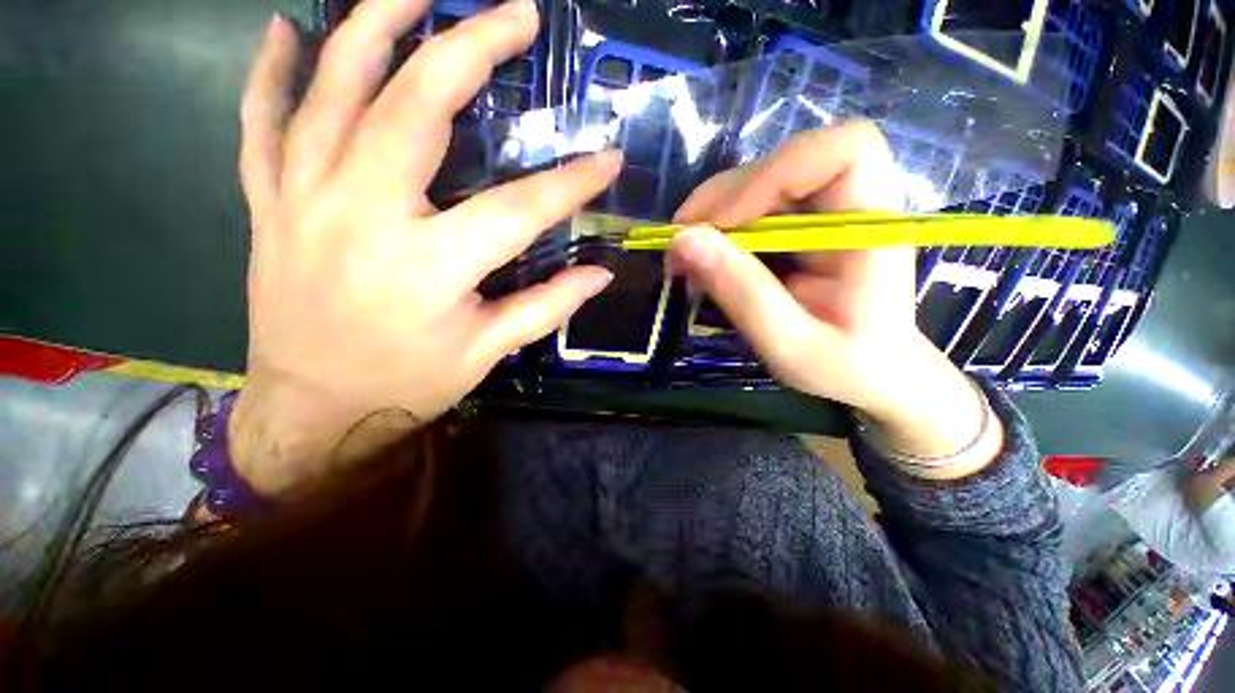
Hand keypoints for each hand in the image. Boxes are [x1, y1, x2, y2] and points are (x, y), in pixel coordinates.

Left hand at [232, 0, 619, 493]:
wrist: (312, 408)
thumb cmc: (407, 384)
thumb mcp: (487, 351)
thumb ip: (547, 307)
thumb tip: (600, 275)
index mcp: (431, 265)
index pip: (519, 209)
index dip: (571, 183)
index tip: (609, 159)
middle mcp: (365, 214)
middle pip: (419, 107)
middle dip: (472, 48)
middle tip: (515, 11)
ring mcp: (305, 199)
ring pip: (335, 89)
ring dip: (375, 25)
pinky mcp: (270, 204)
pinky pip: (261, 123)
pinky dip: (270, 72)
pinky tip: (285, 30)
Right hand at [671, 122, 997, 469]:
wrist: (870, 374)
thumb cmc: (844, 367)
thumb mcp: (788, 344)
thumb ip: (742, 293)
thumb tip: (683, 241)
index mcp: (871, 229)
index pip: (843, 151)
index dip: (775, 173)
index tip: (723, 224)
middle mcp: (850, 206)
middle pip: (783, 164)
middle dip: (721, 201)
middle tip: (679, 247)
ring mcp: (822, 214)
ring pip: (758, 184)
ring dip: (711, 217)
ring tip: (682, 260)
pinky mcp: (799, 227)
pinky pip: (750, 210)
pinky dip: (717, 232)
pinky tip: (701, 262)